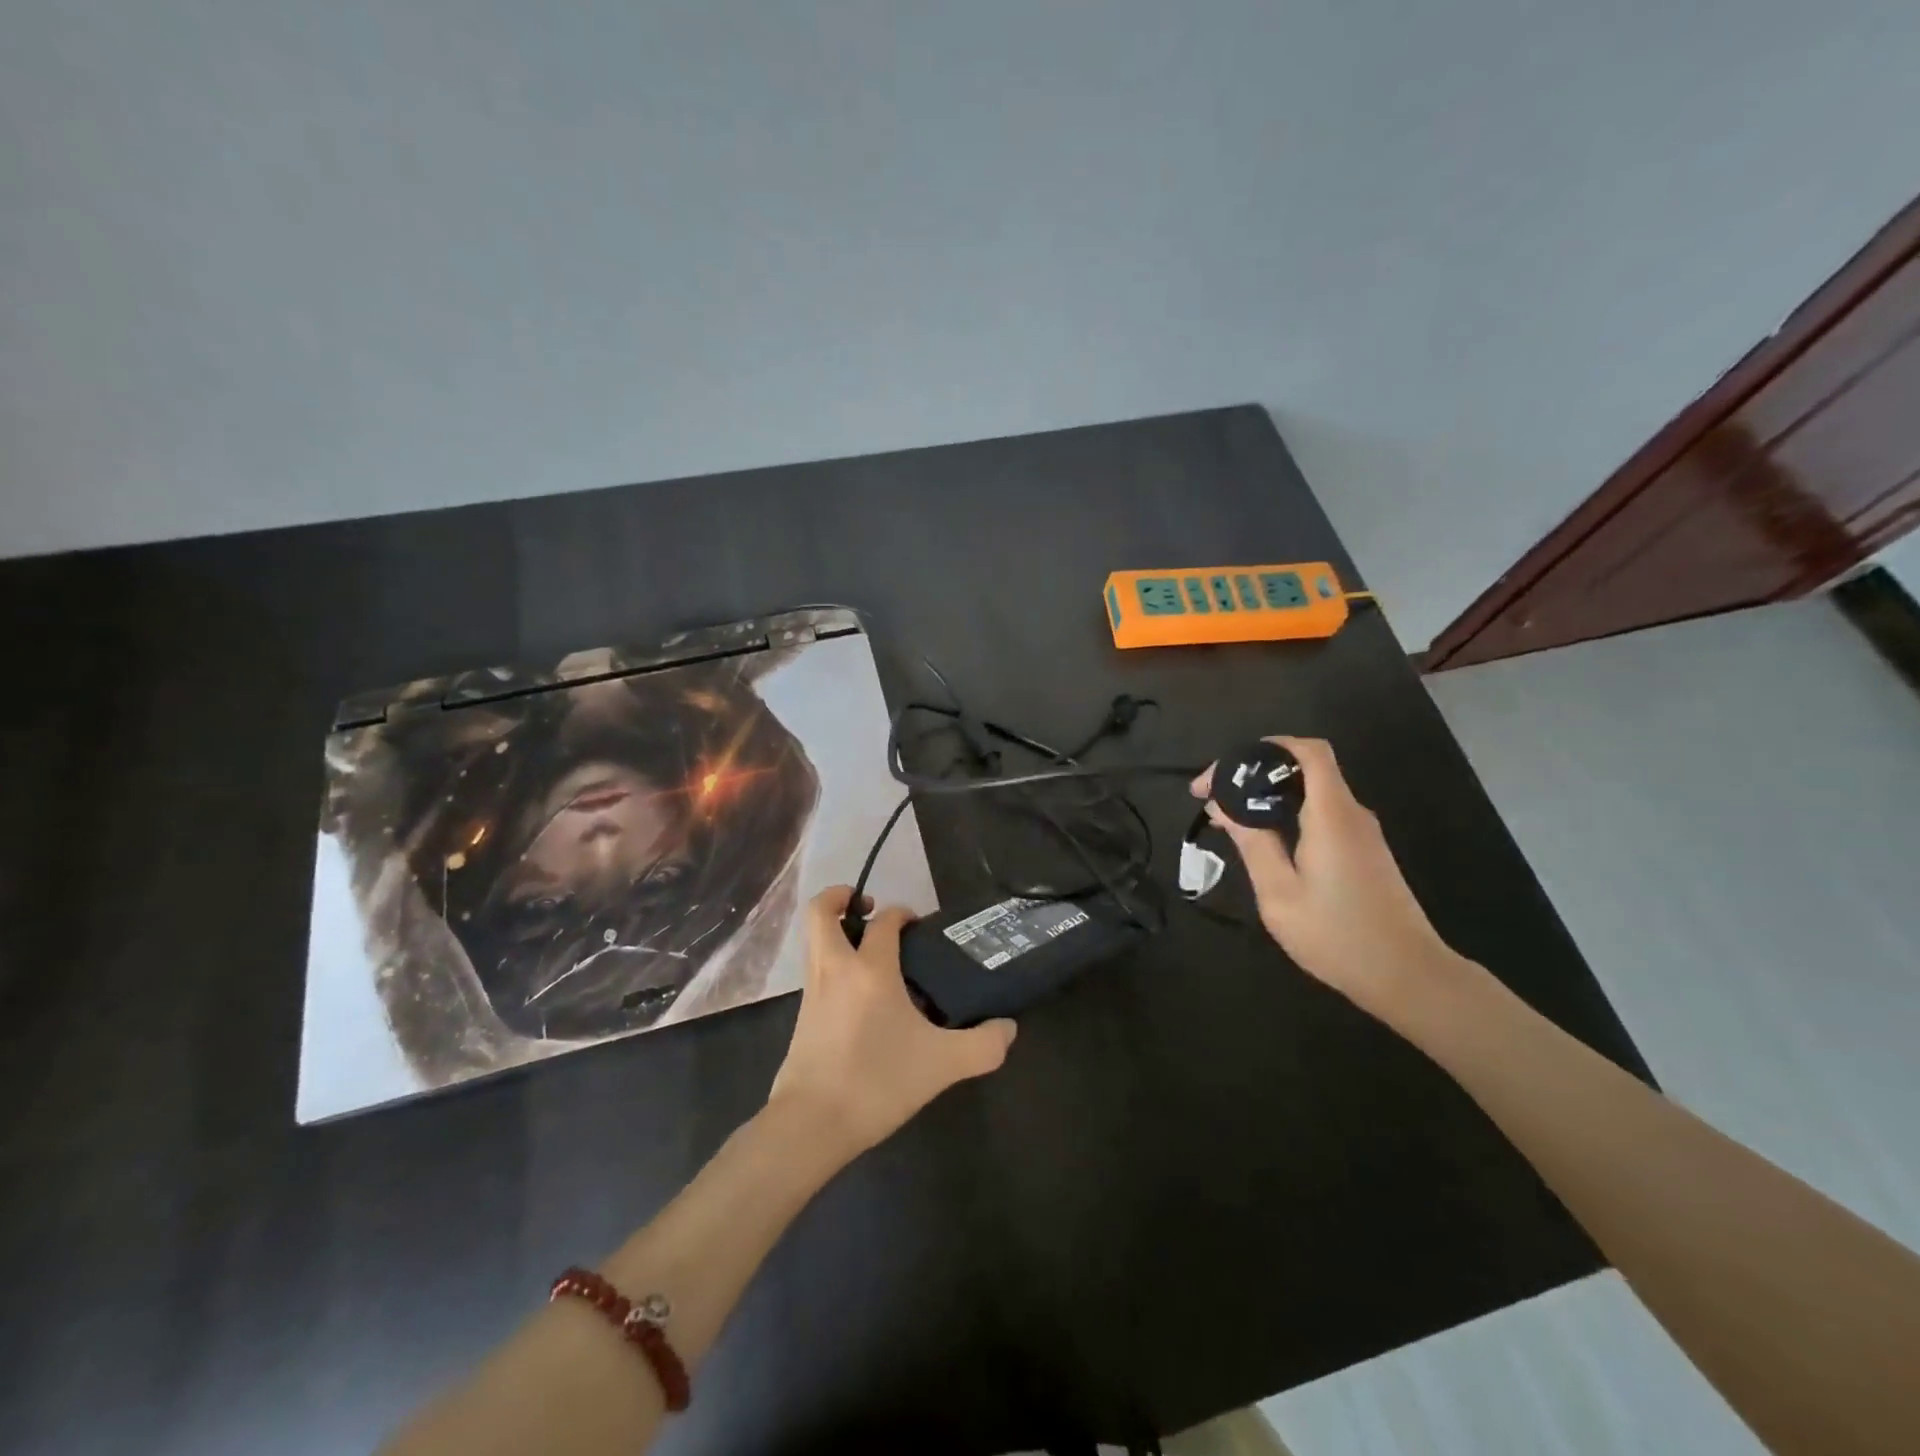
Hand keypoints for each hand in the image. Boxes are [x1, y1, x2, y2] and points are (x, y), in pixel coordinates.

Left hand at [768, 886, 1017, 1160]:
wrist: (811, 1124)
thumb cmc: (877, 1082)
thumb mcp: (942, 1065)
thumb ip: (983, 1045)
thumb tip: (1008, 1028)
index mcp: (870, 968)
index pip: (885, 920)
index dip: (903, 913)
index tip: (919, 927)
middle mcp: (835, 968)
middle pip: (821, 911)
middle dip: (841, 897)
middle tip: (869, 907)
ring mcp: (812, 990)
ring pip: (814, 939)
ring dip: (834, 929)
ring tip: (866, 947)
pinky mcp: (800, 1015)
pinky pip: (814, 969)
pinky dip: (831, 961)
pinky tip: (858, 992)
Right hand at [1192, 737, 1459, 1019]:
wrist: (1409, 977)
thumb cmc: (1338, 936)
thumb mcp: (1280, 894)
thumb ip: (1252, 843)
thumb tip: (1224, 805)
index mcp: (1331, 815)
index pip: (1307, 751)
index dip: (1264, 748)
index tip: (1223, 774)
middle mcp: (1350, 813)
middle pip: (1304, 767)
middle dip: (1254, 773)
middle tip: (1212, 798)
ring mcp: (1362, 832)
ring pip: (1310, 791)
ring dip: (1267, 795)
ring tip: (1227, 818)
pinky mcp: (1364, 851)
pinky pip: (1320, 813)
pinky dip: (1286, 813)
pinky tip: (1261, 839)